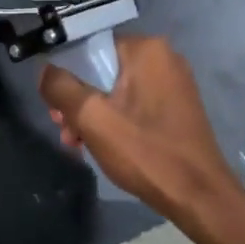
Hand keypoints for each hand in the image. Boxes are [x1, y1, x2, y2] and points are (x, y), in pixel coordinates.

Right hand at [39, 35, 241, 215]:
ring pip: (116, 90)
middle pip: (102, 70)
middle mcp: (164, 58)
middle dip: (78, 101)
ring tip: (78, 144)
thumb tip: (45, 71)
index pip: (90, 47)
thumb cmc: (145, 152)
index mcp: (146, 49)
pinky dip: (115, 121)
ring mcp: (173, 83)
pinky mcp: (177, 108)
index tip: (55, 106)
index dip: (65, 74)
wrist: (199, 196)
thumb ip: (61, 88)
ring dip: (93, 116)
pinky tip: (102, 146)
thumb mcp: (92, 118)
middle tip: (66, 132)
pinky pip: (134, 104)